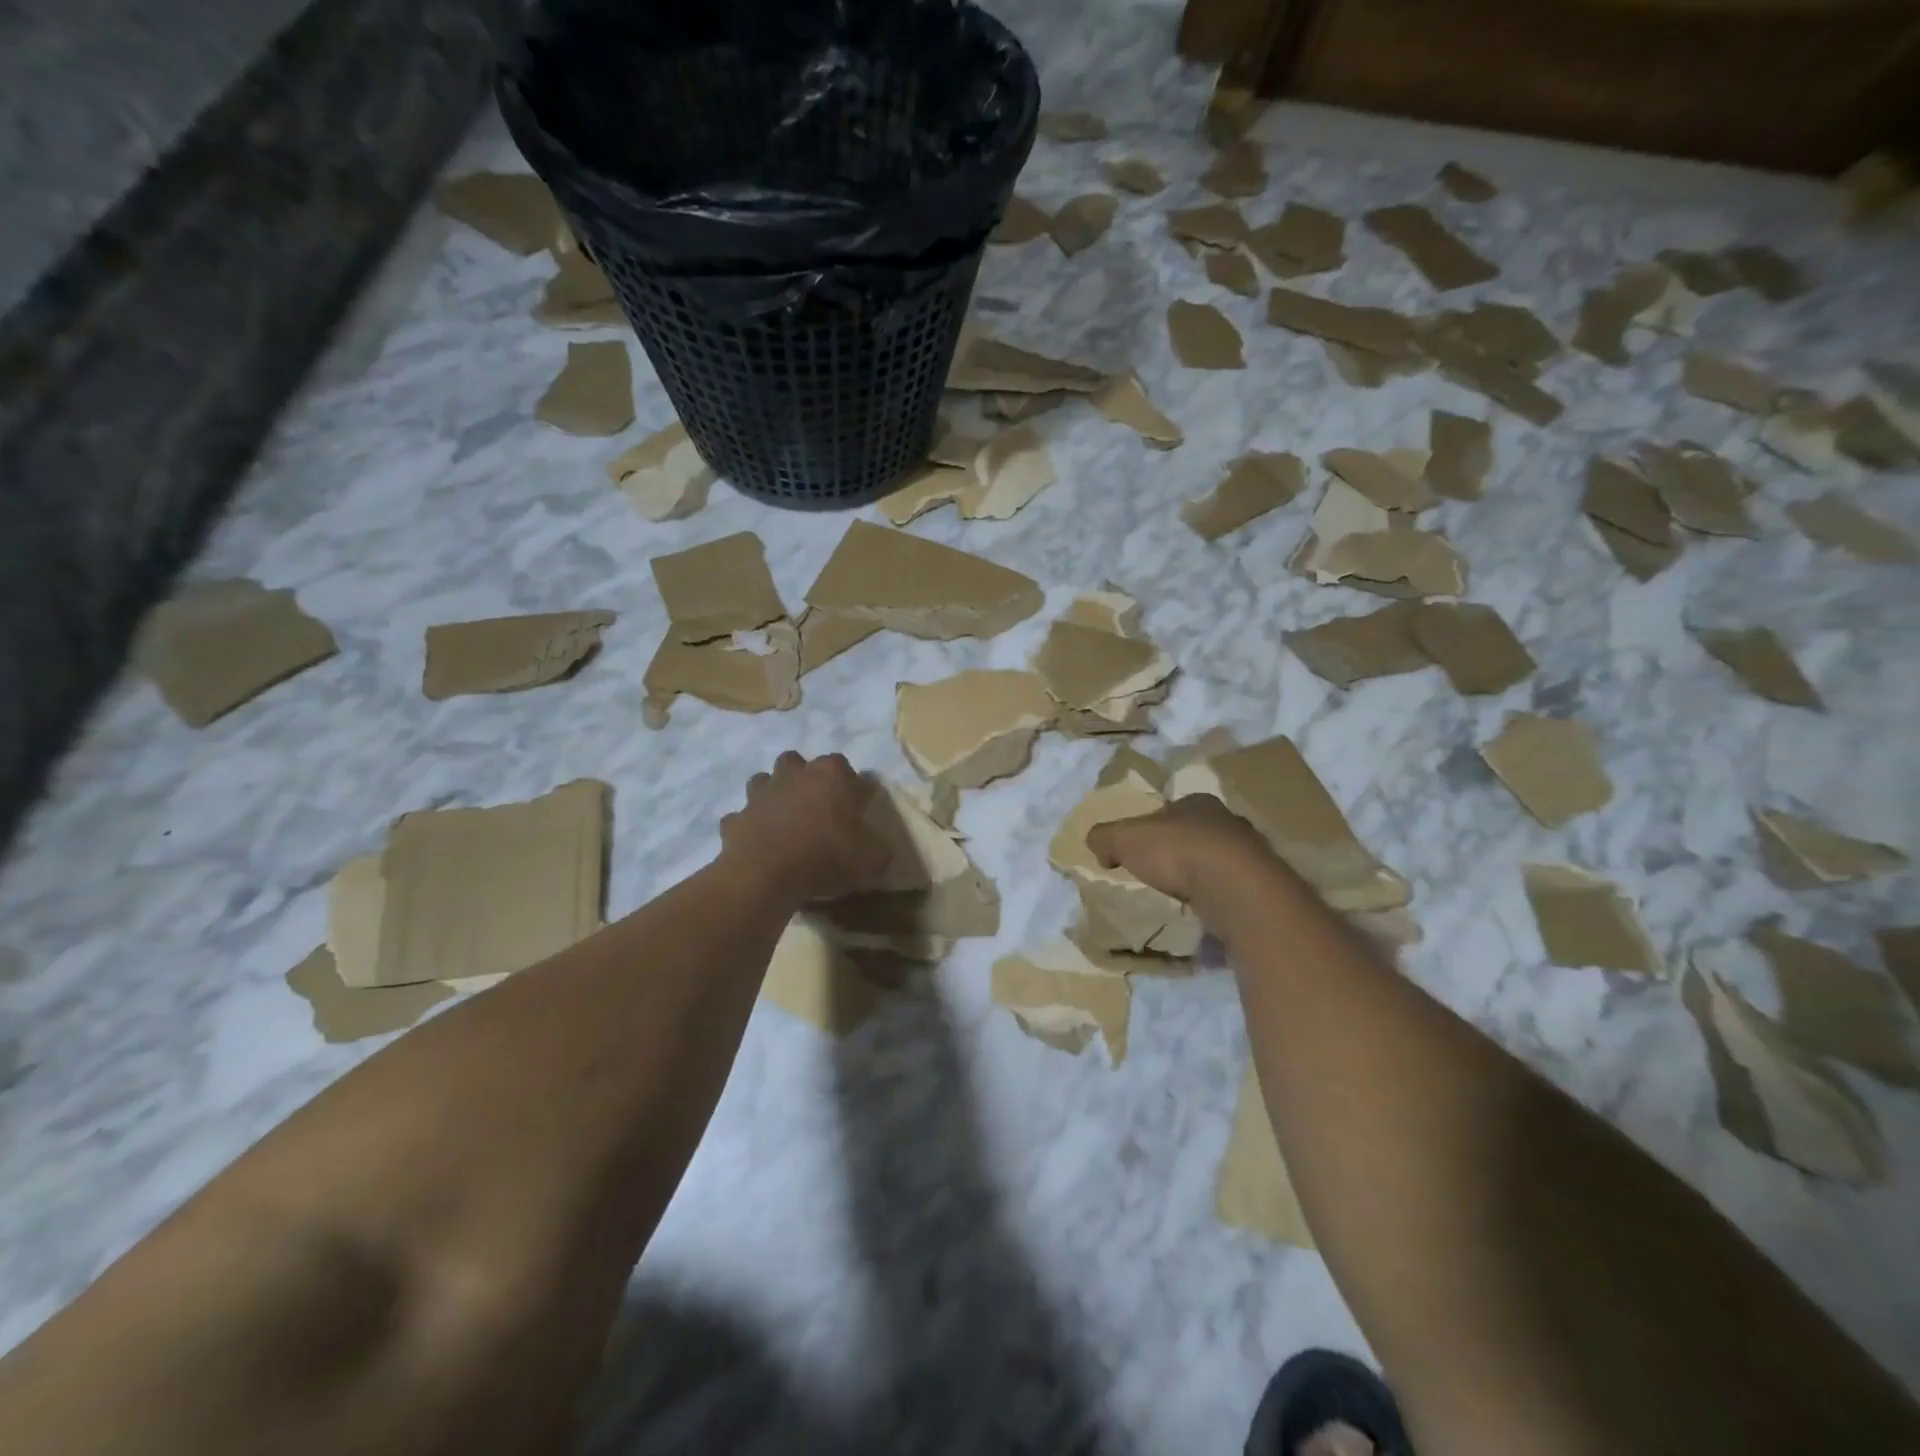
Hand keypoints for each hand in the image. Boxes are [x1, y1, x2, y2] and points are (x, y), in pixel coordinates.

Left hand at [720, 752, 889, 904]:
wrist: (767, 875)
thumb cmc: (827, 857)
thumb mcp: (873, 859)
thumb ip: (878, 847)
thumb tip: (875, 846)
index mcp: (832, 774)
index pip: (849, 770)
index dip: (855, 790)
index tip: (859, 812)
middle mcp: (794, 774)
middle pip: (799, 763)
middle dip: (806, 779)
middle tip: (817, 810)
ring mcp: (760, 794)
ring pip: (765, 782)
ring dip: (774, 796)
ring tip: (785, 821)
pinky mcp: (736, 818)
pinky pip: (743, 818)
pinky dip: (750, 827)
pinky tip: (759, 844)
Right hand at [1085, 794, 1276, 909]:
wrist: (1234, 886)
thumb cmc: (1177, 850)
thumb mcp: (1123, 839)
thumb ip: (1104, 837)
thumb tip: (1095, 844)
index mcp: (1196, 801)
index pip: (1170, 810)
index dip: (1152, 827)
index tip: (1139, 849)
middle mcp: (1227, 820)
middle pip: (1196, 832)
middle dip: (1180, 849)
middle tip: (1160, 872)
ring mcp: (1250, 852)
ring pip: (1218, 860)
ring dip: (1201, 874)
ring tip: (1182, 895)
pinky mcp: (1261, 884)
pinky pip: (1231, 887)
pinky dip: (1217, 896)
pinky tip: (1205, 909)